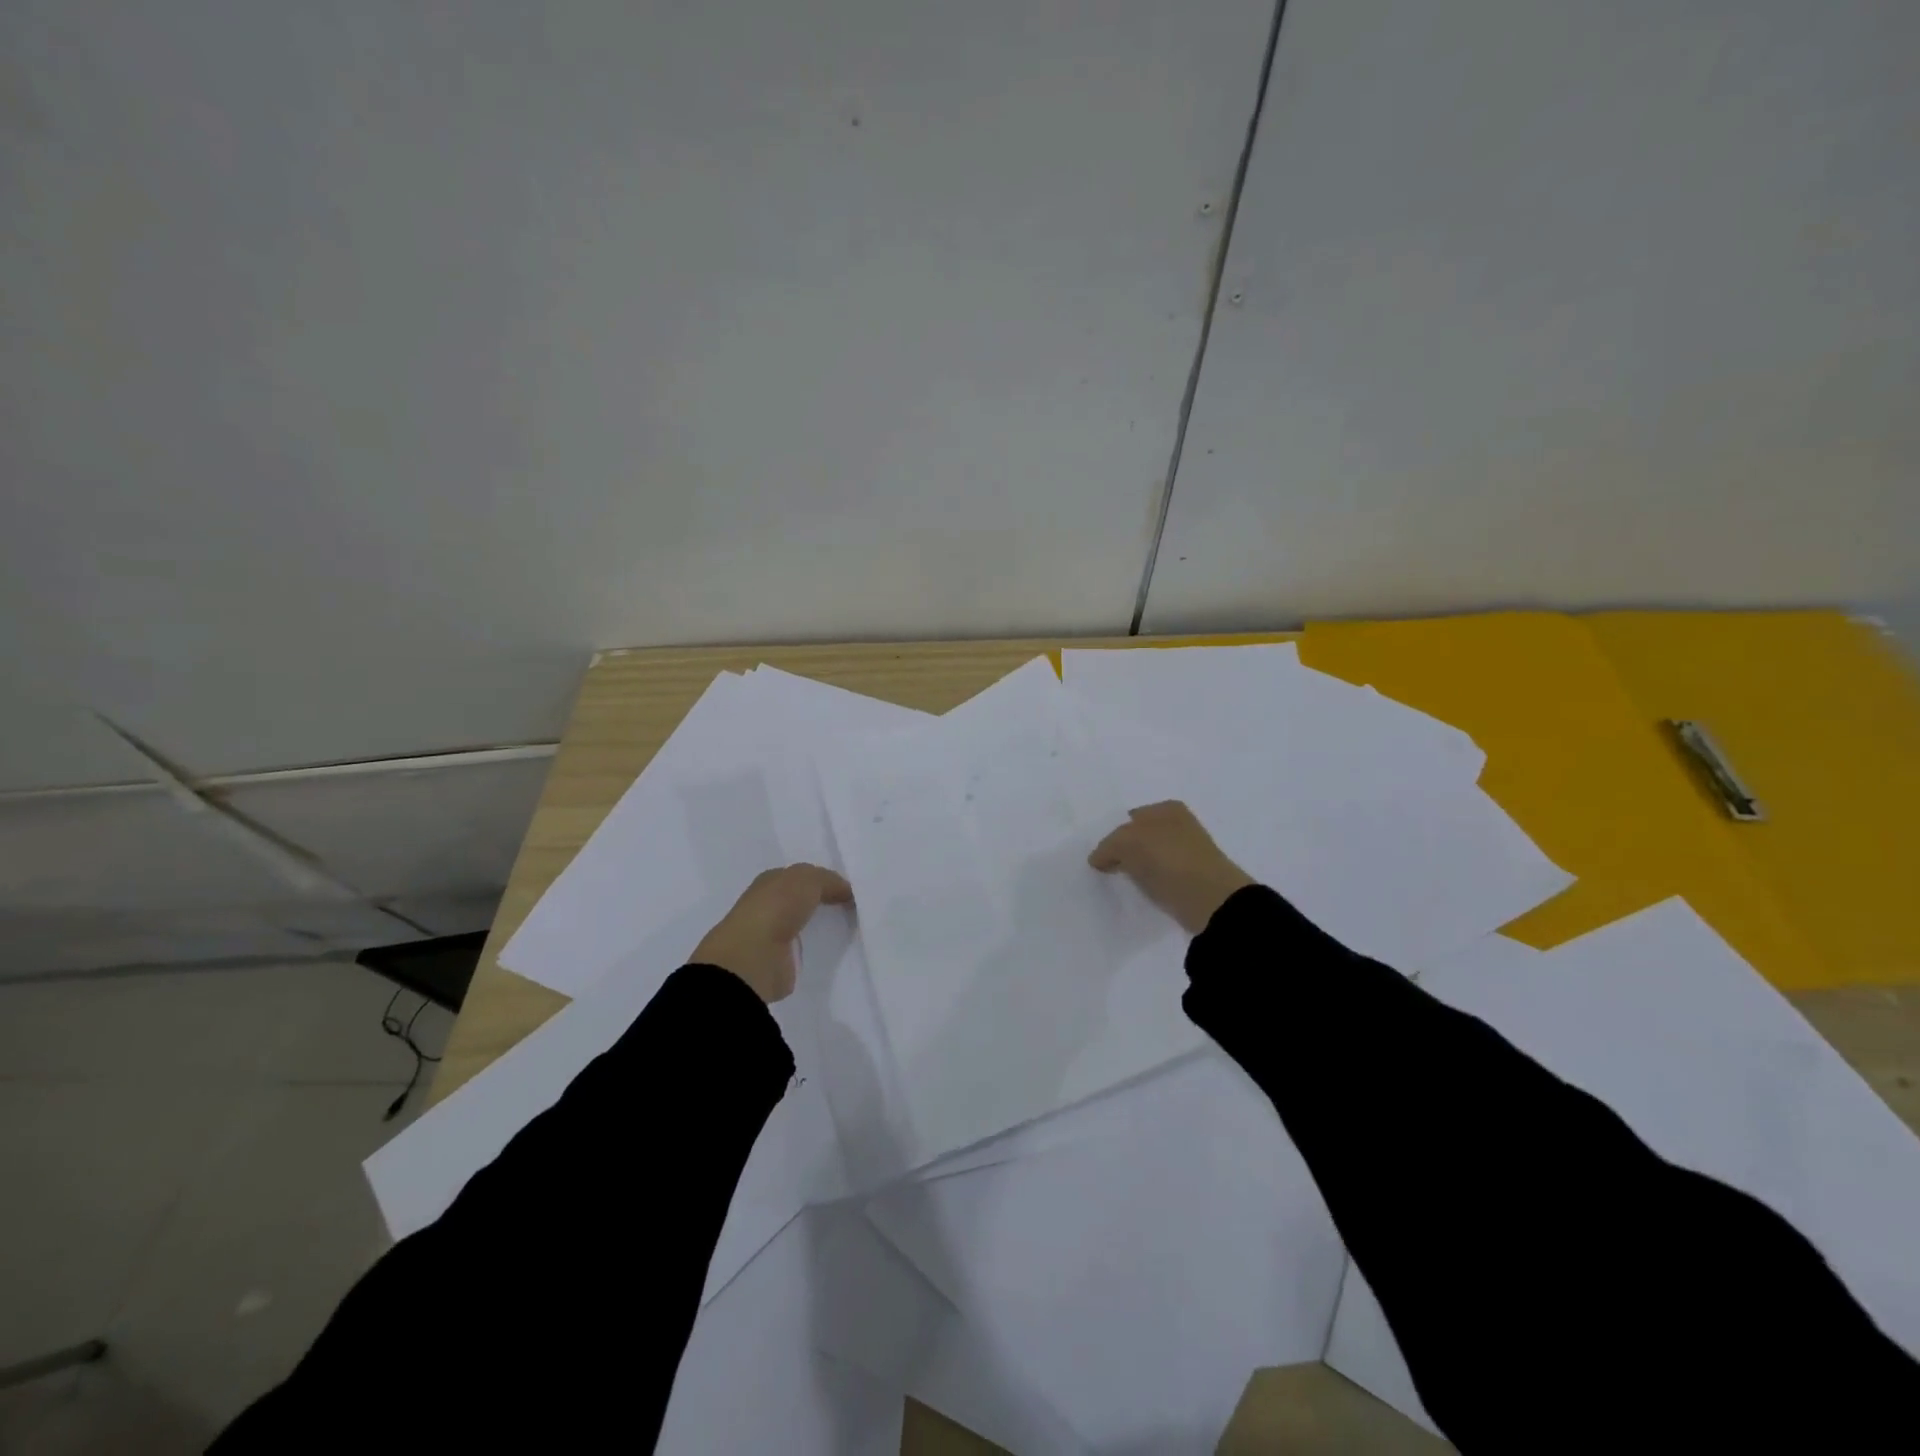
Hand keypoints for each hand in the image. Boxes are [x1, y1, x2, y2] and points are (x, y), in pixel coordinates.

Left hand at [691, 864, 853, 1002]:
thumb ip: (829, 881)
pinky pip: (805, 952)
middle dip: (823, 903)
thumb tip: (847, 892)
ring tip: (852, 928)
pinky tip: (837, 950)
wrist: (753, 957)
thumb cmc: (776, 909)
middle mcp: (768, 907)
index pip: (800, 877)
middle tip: (855, 907)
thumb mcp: (808, 880)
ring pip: (804, 926)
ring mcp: (772, 937)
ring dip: (821, 927)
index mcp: (770, 883)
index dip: (823, 880)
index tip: (850, 889)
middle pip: (801, 901)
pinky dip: (818, 950)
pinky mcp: (779, 964)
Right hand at [1088, 801, 1254, 934]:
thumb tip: (1098, 859)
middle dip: (1123, 852)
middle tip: (1105, 870)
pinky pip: (1161, 878)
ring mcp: (1188, 853)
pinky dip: (1149, 884)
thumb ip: (1108, 846)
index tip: (1099, 857)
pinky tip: (1140, 893)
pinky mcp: (1192, 879)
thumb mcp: (1126, 842)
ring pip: (1150, 858)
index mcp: (1167, 809)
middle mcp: (1180, 825)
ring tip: (1121, 884)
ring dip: (1136, 869)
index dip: (1112, 836)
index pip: (1128, 818)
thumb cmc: (1168, 860)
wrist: (1211, 900)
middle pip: (1140, 838)